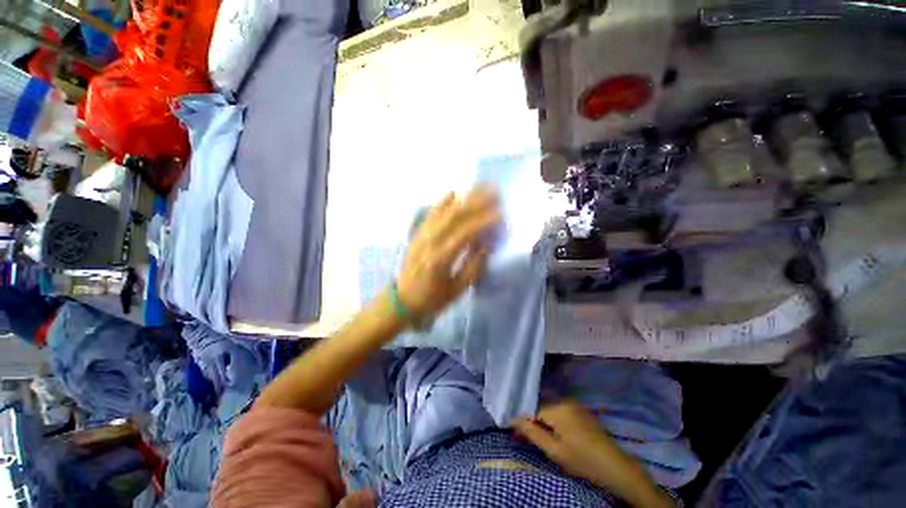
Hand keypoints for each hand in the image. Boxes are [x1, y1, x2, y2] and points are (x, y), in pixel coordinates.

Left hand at [397, 186, 500, 320]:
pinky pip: (430, 215)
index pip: (465, 233)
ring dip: (463, 199)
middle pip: (454, 217)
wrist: (402, 301)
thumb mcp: (457, 290)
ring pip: (443, 212)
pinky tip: (452, 193)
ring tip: (479, 189)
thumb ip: (473, 267)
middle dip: (476, 203)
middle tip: (493, 193)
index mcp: (440, 259)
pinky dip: (441, 203)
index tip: (500, 213)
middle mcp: (429, 243)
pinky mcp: (417, 235)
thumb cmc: (432, 299)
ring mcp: (421, 237)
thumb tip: (486, 245)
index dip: (483, 221)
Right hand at [514, 401, 674, 507]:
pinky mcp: (579, 410)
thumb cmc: (583, 460)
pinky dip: (548, 418)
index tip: (511, 428)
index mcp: (557, 407)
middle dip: (528, 416)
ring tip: (531, 432)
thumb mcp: (555, 450)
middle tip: (519, 432)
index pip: (530, 407)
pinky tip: (546, 429)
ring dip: (537, 417)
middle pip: (538, 404)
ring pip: (547, 406)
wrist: (616, 467)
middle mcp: (564, 399)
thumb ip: (532, 432)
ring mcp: (573, 404)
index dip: (520, 417)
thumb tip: (512, 419)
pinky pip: (557, 409)